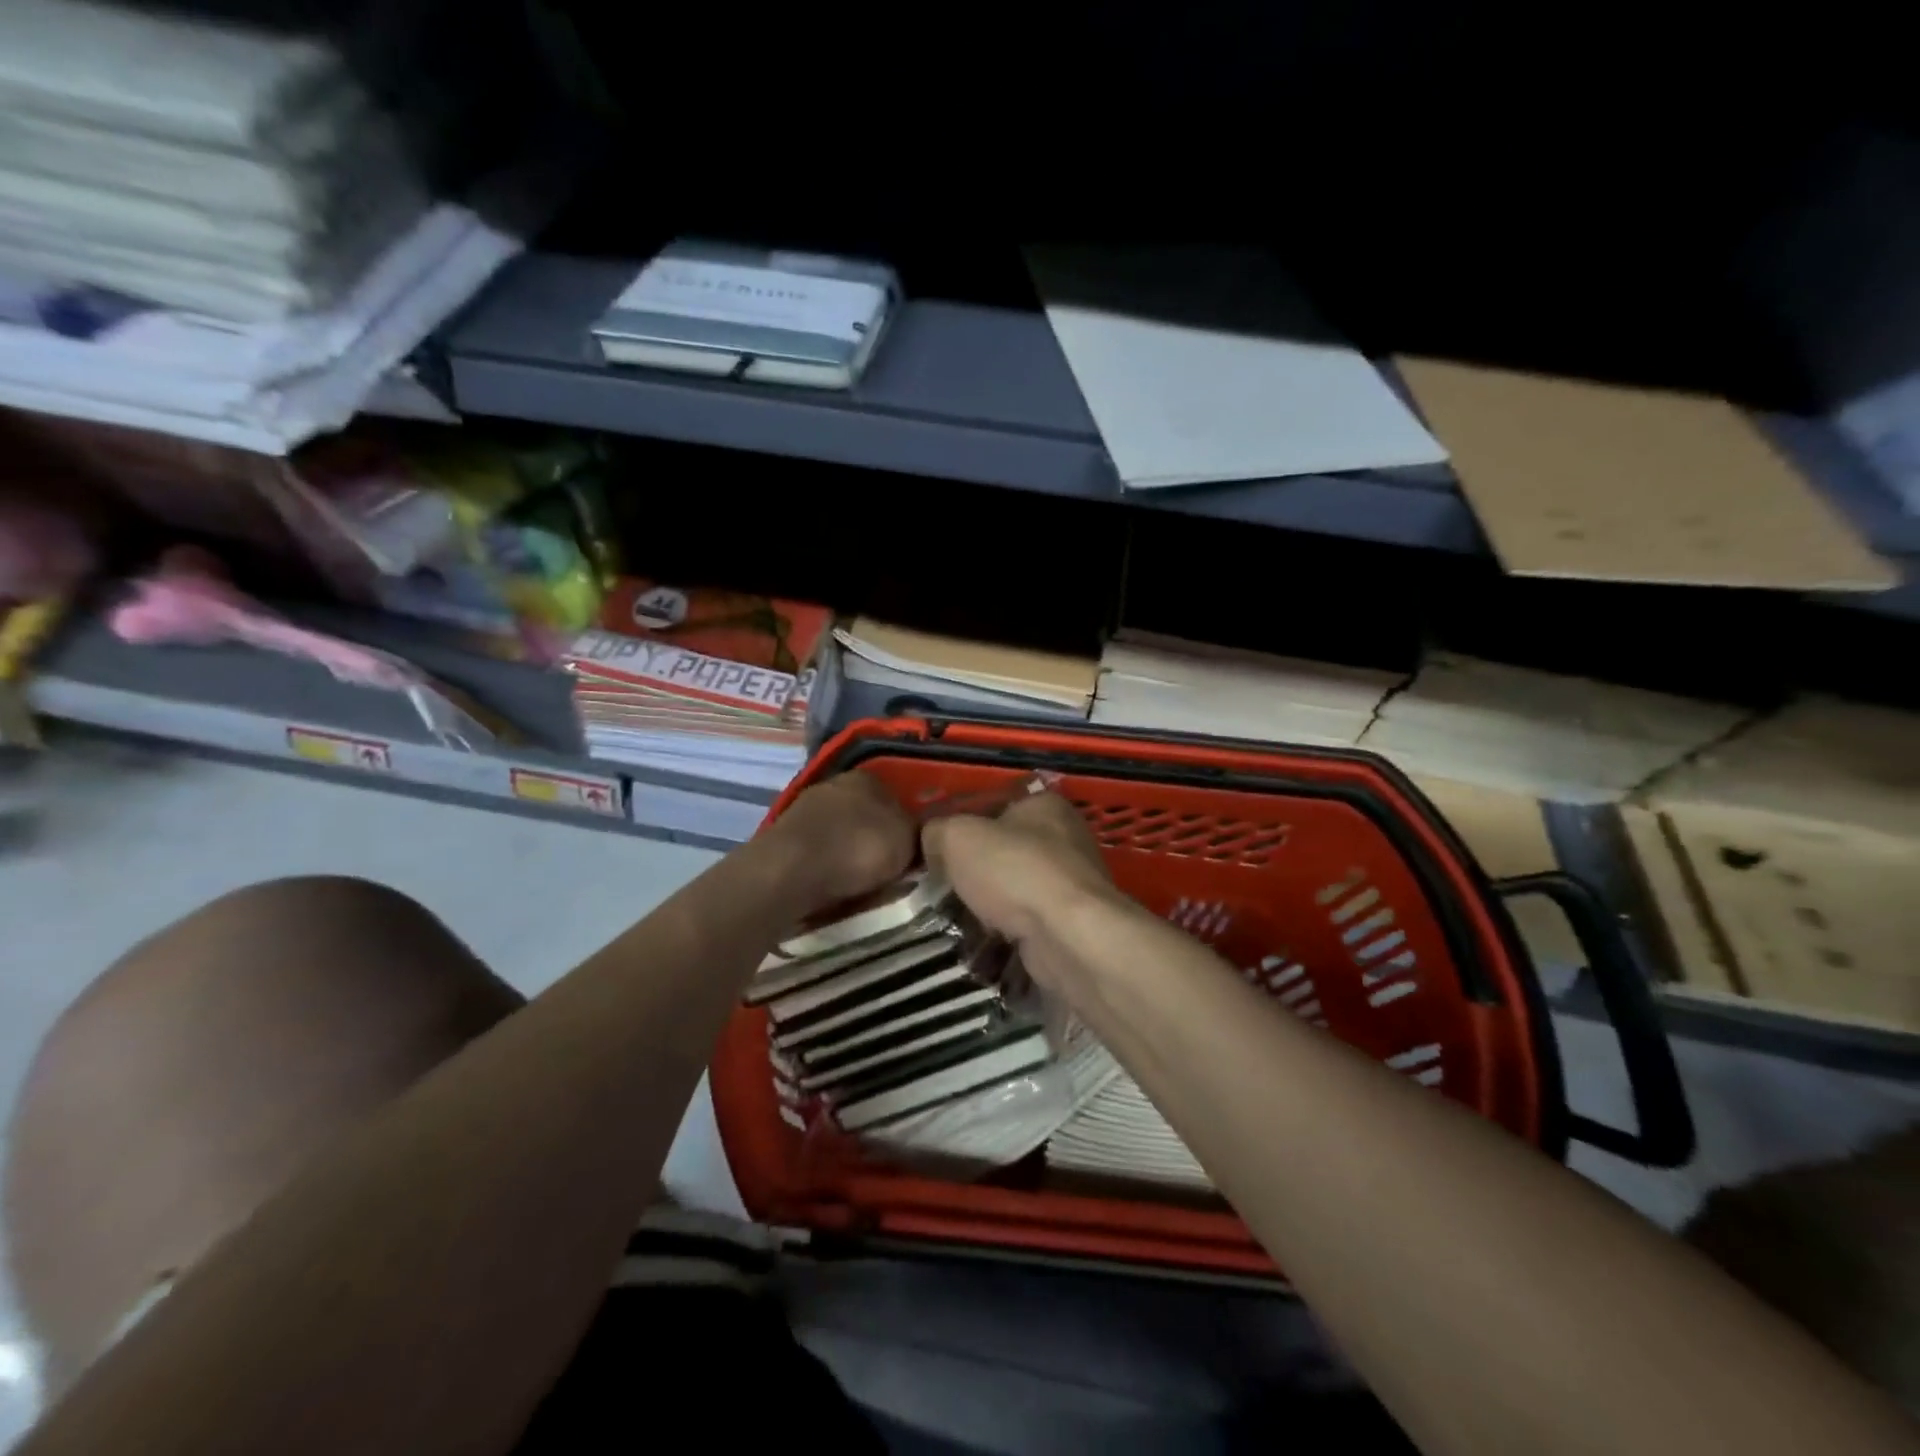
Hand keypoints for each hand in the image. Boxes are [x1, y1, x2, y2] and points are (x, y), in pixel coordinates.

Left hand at [774, 770, 916, 909]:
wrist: (790, 872)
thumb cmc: (857, 849)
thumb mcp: (906, 840)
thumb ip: (919, 833)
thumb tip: (923, 833)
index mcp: (867, 777)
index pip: (896, 795)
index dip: (906, 822)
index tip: (912, 848)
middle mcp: (834, 784)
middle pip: (866, 812)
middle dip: (876, 836)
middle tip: (891, 867)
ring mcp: (805, 809)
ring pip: (841, 831)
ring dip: (850, 851)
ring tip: (862, 882)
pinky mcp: (785, 837)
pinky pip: (819, 850)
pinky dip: (827, 864)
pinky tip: (833, 883)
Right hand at [922, 790, 1121, 947]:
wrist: (1067, 935)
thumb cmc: (1014, 871)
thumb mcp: (956, 837)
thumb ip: (937, 832)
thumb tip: (932, 842)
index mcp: (1044, 805)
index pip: (996, 805)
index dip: (964, 825)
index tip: (939, 851)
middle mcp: (1066, 838)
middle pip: (1006, 849)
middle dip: (976, 871)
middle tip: (944, 888)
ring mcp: (1073, 882)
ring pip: (1017, 888)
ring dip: (991, 904)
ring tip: (959, 919)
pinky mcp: (1072, 922)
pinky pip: (1029, 921)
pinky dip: (1008, 931)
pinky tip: (986, 941)